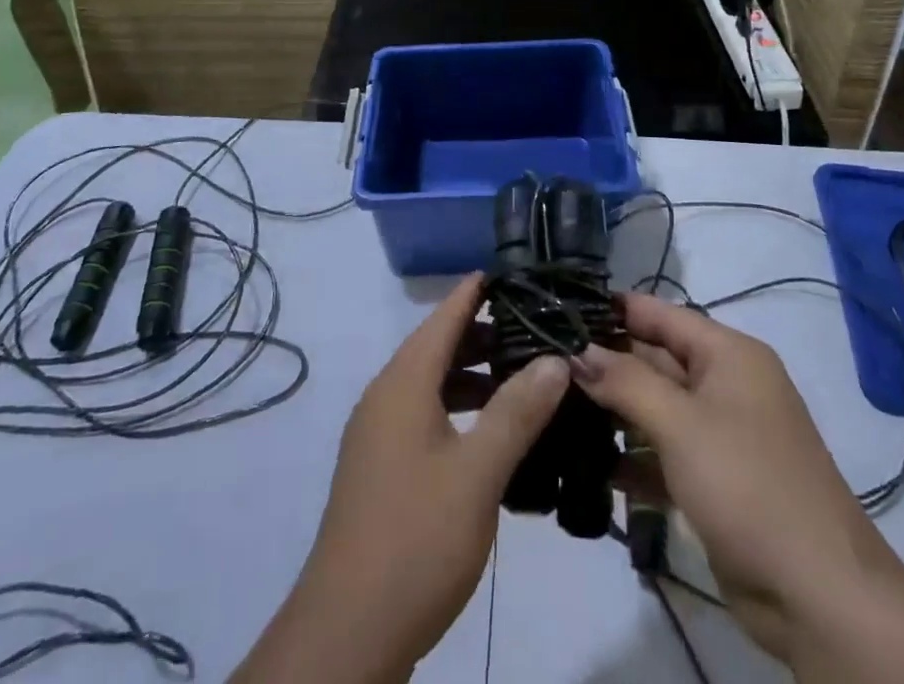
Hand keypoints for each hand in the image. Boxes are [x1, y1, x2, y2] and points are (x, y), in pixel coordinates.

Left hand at [230, 276, 568, 683]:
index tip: (510, 272)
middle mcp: (385, 398)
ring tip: (522, 378)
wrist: (348, 631)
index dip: (474, 292)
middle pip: (436, 348)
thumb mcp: (478, 473)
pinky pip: (424, 417)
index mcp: (402, 384)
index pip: (442, 318)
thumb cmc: (417, 537)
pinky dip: (457, 410)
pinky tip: (492, 435)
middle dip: (482, 335)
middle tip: (534, 328)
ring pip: (431, 385)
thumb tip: (555, 358)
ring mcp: (379, 435)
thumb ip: (517, 412)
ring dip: (472, 376)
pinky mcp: (381, 469)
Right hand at [572, 293, 893, 656]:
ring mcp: (721, 434)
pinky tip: (586, 462)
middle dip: (604, 362)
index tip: (557, 310)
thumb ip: (625, 381)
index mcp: (728, 354)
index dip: (611, 309)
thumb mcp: (680, 424)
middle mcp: (725, 384)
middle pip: (654, 358)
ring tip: (553, 407)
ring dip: (612, 410)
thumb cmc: (749, 486)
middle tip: (545, 363)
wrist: (821, 598)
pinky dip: (630, 456)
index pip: (658, 314)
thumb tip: (576, 350)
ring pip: (655, 407)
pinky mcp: (714, 480)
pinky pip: (663, 452)